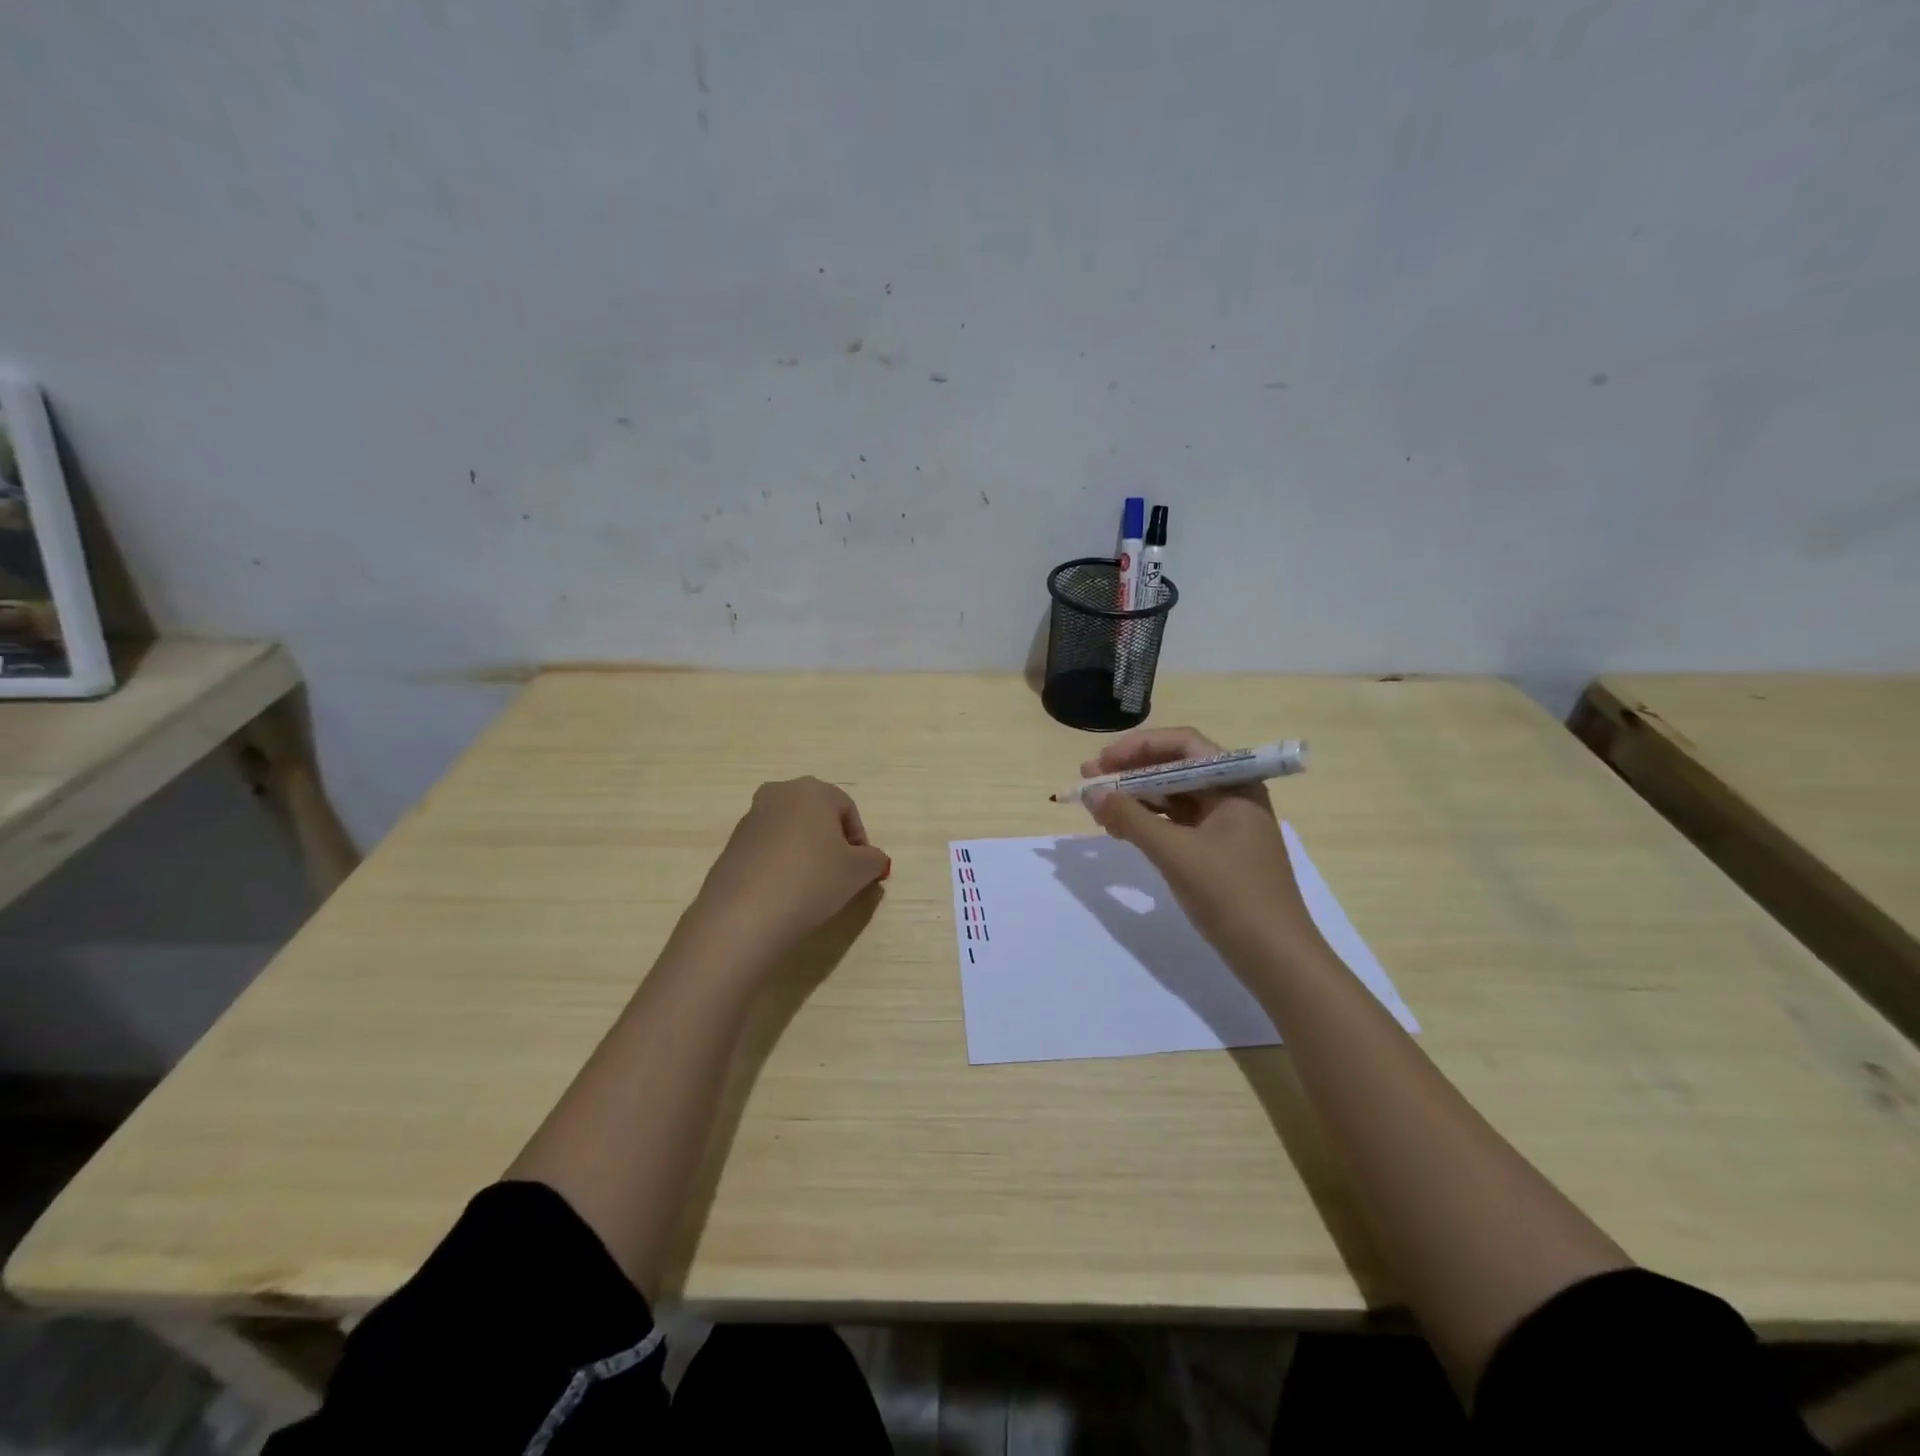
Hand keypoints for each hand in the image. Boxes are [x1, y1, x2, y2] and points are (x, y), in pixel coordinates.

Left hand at [686, 777, 890, 962]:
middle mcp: (778, 794)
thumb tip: (871, 860)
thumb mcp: (859, 871)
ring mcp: (750, 818)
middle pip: (817, 817)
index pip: (848, 810)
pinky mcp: (731, 845)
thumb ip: (874, 859)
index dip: (860, 842)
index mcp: (812, 790)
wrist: (744, 915)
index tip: (861, 872)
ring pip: (792, 833)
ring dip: (806, 854)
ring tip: (811, 889)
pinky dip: (781, 866)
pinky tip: (784, 894)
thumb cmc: (812, 880)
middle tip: (839, 877)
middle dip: (832, 844)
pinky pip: (768, 850)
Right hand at [1080, 727, 1319, 965]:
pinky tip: (1122, 831)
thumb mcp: (1176, 853)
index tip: (1100, 762)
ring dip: (1136, 798)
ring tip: (1099, 810)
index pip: (1182, 744)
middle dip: (1131, 773)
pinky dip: (1148, 823)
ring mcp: (1226, 823)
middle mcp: (1233, 794)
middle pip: (1175, 768)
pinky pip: (1177, 823)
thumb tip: (1091, 792)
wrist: (1276, 958)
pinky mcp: (1217, 850)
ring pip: (1173, 796)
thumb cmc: (1232, 896)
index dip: (1137, 747)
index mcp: (1235, 783)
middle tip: (1089, 782)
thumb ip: (1130, 818)